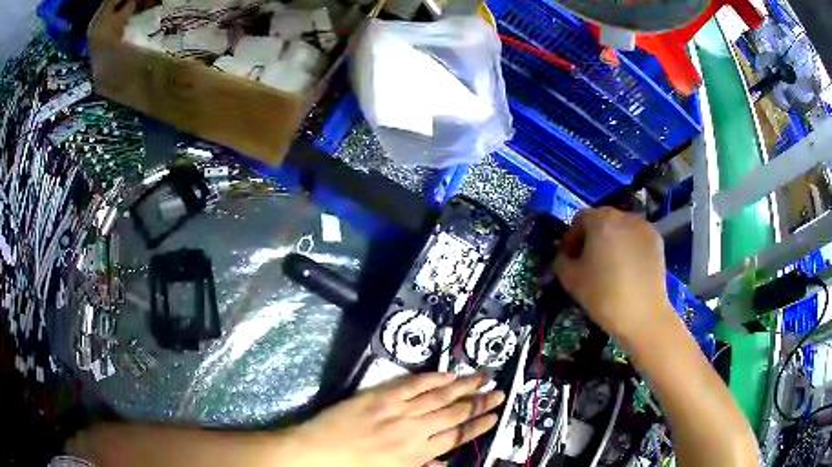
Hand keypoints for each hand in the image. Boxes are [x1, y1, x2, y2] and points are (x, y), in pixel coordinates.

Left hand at [290, 373, 503, 466]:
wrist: (316, 453)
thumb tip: (445, 464)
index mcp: (417, 453)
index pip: (456, 436)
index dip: (478, 425)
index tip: (495, 416)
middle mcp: (414, 430)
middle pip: (454, 413)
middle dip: (479, 403)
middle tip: (499, 392)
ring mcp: (397, 410)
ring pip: (438, 395)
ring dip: (463, 386)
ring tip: (483, 376)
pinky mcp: (379, 395)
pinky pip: (411, 384)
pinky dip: (431, 378)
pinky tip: (447, 374)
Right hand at [554, 208, 673, 340]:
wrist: (643, 314)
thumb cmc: (603, 295)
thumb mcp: (570, 279)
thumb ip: (561, 260)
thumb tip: (565, 255)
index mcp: (600, 220)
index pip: (579, 219)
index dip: (571, 238)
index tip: (569, 258)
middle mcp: (623, 216)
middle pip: (602, 220)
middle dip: (592, 237)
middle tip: (588, 261)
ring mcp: (643, 226)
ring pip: (621, 228)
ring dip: (612, 241)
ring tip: (610, 265)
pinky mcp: (657, 240)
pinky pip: (636, 237)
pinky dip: (629, 247)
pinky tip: (627, 268)